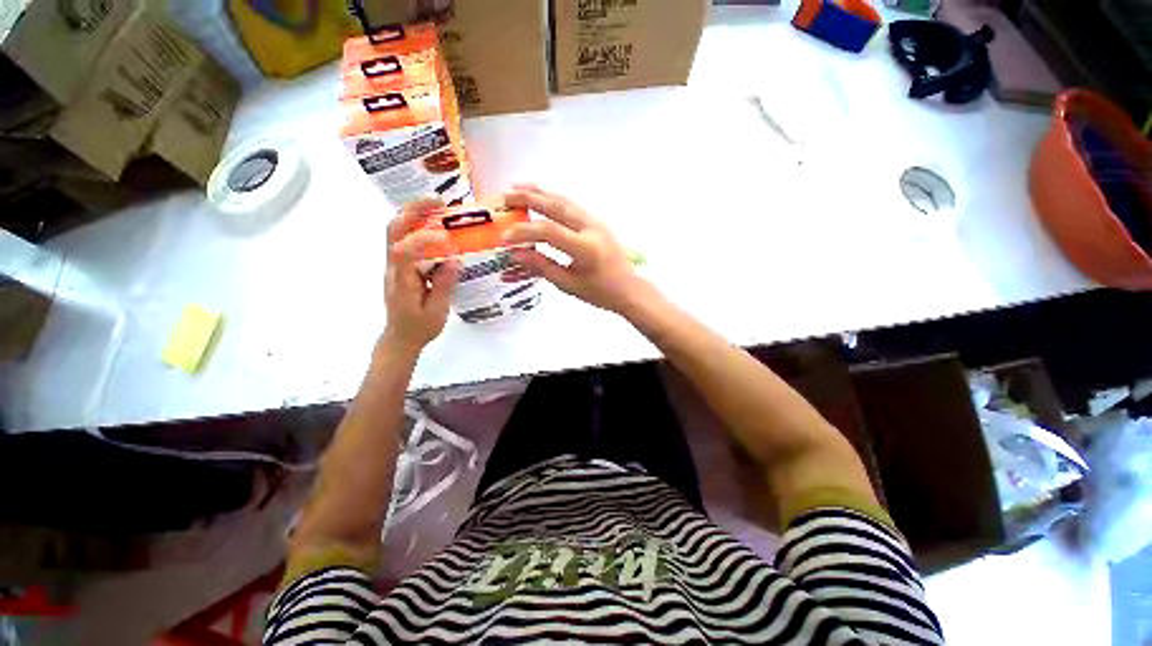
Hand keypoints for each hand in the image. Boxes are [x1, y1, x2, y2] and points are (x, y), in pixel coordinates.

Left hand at [382, 197, 459, 351]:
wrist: (401, 337)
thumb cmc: (419, 327)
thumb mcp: (436, 311)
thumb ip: (443, 285)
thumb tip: (455, 259)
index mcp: (401, 281)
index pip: (403, 252)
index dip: (422, 239)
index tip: (447, 238)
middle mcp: (393, 267)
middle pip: (394, 230)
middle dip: (413, 210)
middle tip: (438, 200)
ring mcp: (394, 264)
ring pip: (396, 230)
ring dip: (414, 213)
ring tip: (437, 204)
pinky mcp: (400, 265)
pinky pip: (405, 239)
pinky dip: (418, 225)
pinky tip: (436, 224)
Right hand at [503, 185, 652, 313]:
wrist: (629, 288)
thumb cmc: (600, 292)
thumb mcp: (569, 284)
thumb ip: (542, 266)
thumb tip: (515, 253)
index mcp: (585, 248)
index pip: (549, 231)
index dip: (523, 231)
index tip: (503, 237)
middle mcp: (591, 228)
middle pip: (556, 206)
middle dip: (528, 198)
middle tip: (504, 196)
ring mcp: (595, 222)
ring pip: (564, 201)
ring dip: (540, 192)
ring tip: (517, 187)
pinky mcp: (596, 222)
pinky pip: (571, 206)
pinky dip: (553, 198)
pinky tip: (541, 197)